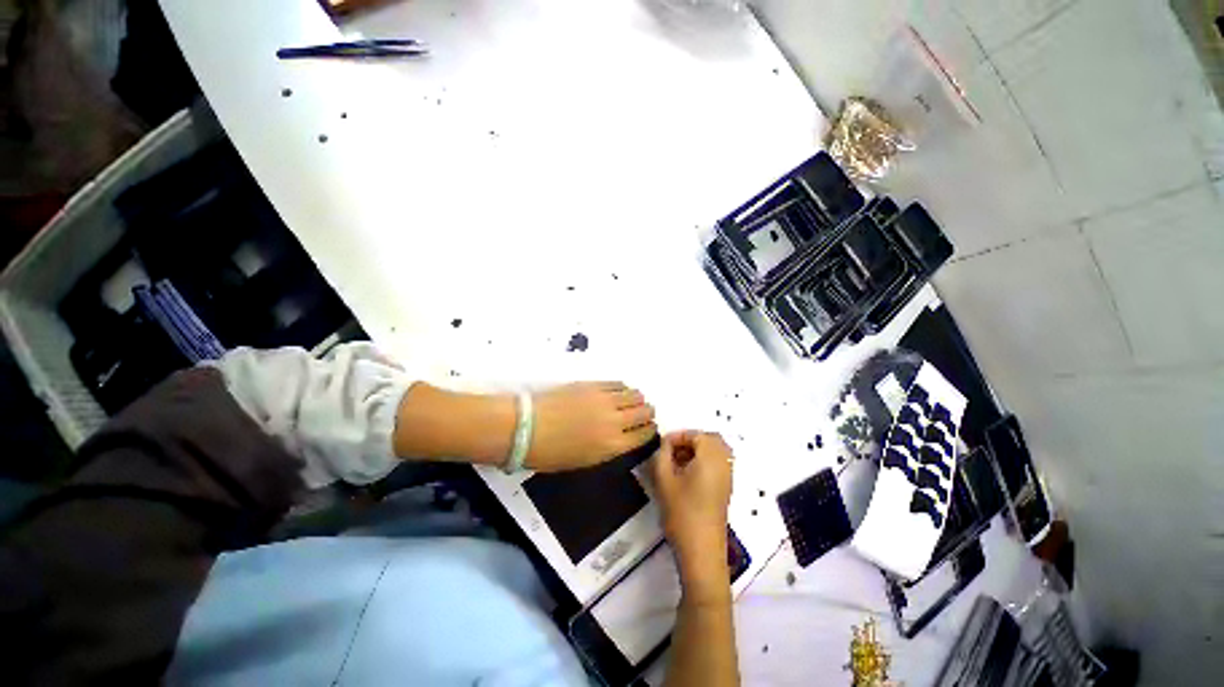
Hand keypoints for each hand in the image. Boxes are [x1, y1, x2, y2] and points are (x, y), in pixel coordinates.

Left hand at [526, 382, 656, 470]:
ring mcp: (605, 400)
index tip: (649, 428)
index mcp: (614, 445)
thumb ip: (609, 448)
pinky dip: (623, 388)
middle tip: (643, 414)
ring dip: (638, 399)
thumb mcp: (585, 460)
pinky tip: (620, 391)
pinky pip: (618, 384)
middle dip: (647, 413)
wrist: (527, 427)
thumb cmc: (551, 453)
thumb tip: (621, 437)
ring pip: (635, 395)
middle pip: (644, 412)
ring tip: (632, 401)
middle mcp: (615, 421)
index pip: (644, 434)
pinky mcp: (594, 385)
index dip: (649, 430)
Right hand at [651, 431, 733, 596]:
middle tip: (671, 452)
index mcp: (711, 457)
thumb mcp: (664, 480)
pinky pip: (717, 464)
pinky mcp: (726, 490)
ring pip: (715, 452)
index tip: (662, 446)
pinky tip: (686, 476)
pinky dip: (703, 462)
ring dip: (697, 451)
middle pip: (711, 440)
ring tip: (676, 463)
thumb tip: (665, 445)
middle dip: (690, 441)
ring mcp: (727, 478)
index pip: (697, 434)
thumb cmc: (682, 512)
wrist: (701, 552)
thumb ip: (662, 454)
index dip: (678, 436)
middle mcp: (724, 464)